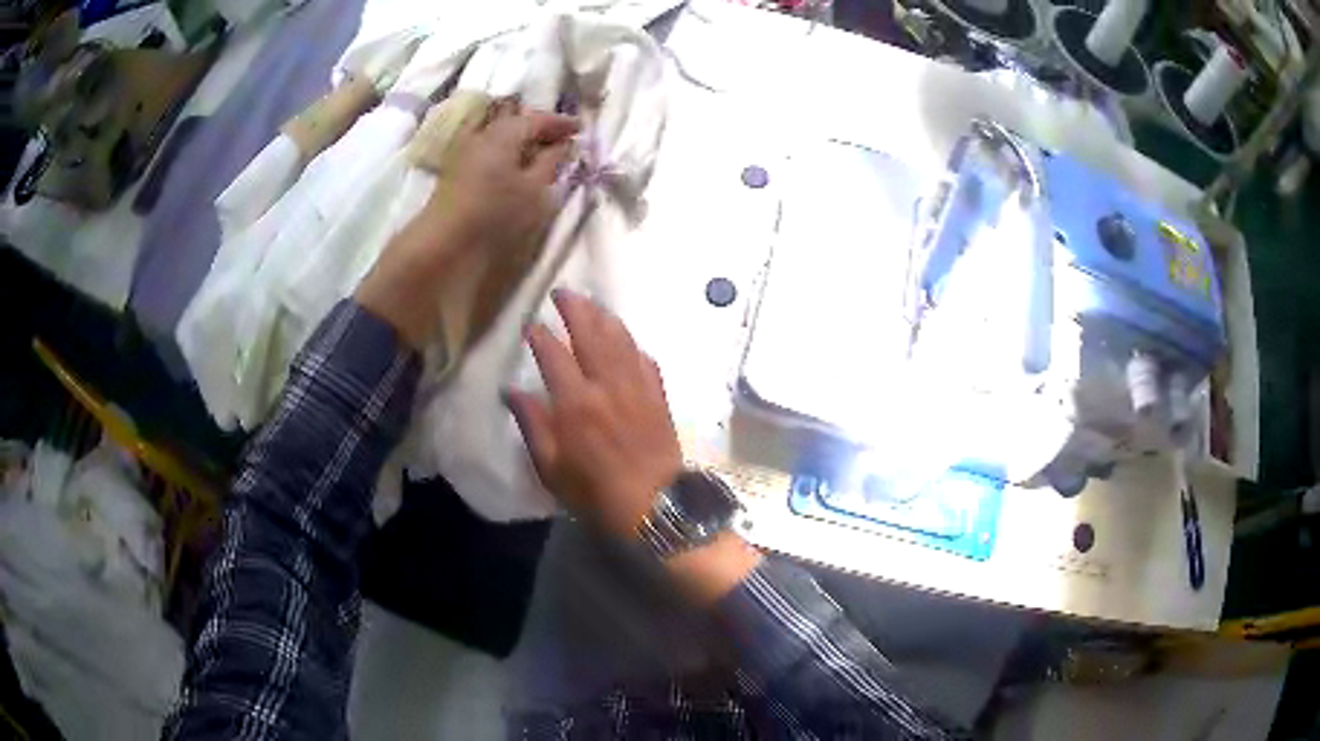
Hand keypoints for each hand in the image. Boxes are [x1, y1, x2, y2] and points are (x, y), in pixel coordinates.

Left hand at [431, 97, 580, 249]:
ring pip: (498, 133)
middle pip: (514, 121)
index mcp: (503, 133)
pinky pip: (487, 146)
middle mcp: (482, 134)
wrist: (444, 244)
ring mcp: (465, 150)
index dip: (560, 123)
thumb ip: (551, 162)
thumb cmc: (495, 214)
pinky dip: (505, 149)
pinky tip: (514, 163)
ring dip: (520, 138)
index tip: (581, 129)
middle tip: (560, 137)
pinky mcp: (456, 169)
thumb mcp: (534, 189)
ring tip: (539, 151)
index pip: (536, 119)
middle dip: (538, 126)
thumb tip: (565, 144)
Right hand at [506, 290, 683, 537]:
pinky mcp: (658, 394)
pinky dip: (631, 343)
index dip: (541, 336)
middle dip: (575, 309)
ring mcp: (636, 386)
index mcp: (576, 402)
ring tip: (591, 303)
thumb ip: (533, 424)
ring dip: (604, 316)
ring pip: (620, 339)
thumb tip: (512, 391)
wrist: (654, 504)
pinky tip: (625, 338)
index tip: (530, 325)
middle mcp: (607, 384)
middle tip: (563, 292)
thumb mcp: (551, 467)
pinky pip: (643, 358)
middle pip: (591, 333)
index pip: (554, 355)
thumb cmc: (595, 491)